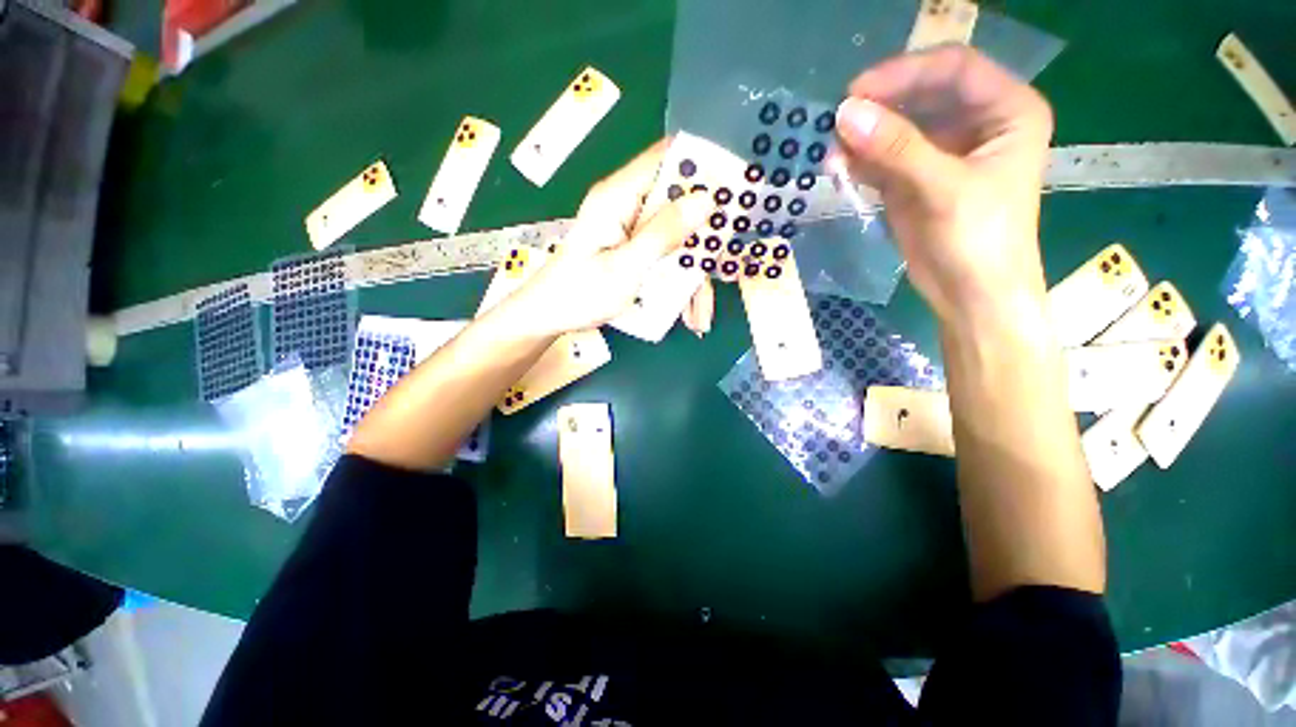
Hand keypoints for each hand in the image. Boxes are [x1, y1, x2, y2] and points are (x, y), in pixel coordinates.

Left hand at [508, 142, 715, 335]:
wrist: (549, 318)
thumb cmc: (580, 293)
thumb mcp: (624, 268)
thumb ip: (662, 234)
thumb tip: (704, 200)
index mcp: (618, 197)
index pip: (666, 159)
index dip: (702, 167)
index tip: (737, 188)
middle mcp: (627, 206)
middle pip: (678, 204)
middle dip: (704, 236)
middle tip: (726, 266)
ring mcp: (631, 230)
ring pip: (677, 238)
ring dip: (693, 275)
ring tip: (701, 314)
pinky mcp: (634, 250)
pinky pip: (667, 258)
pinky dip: (680, 285)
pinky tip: (689, 315)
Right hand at [834, 46, 1053, 330]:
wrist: (970, 296)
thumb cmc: (978, 241)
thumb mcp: (941, 188)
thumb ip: (894, 148)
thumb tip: (843, 114)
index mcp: (1007, 110)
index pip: (953, 68)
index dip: (904, 73)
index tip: (855, 92)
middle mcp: (977, 123)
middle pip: (921, 95)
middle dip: (879, 107)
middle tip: (836, 124)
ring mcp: (943, 151)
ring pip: (898, 127)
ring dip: (863, 137)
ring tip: (831, 153)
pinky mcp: (916, 178)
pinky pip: (884, 158)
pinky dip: (860, 161)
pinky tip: (839, 168)